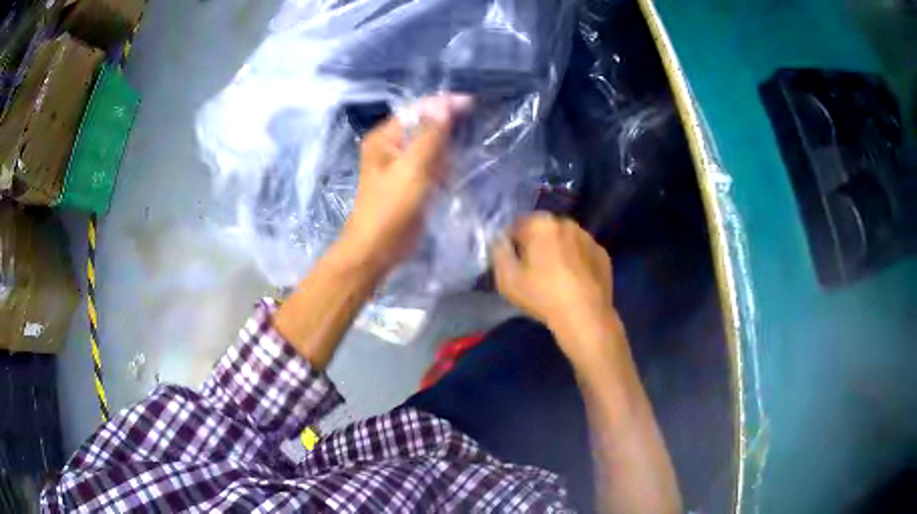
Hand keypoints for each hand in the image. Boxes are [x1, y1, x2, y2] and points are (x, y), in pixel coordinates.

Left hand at [339, 95, 471, 272]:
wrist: (377, 248)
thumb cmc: (390, 207)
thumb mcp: (412, 168)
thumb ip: (430, 135)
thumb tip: (445, 106)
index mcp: (385, 138)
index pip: (417, 110)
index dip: (444, 104)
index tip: (472, 103)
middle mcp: (390, 146)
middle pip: (423, 125)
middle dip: (447, 122)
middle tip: (476, 118)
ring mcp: (400, 165)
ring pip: (429, 145)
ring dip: (448, 143)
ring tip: (473, 137)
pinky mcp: (410, 182)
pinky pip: (430, 164)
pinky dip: (444, 163)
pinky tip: (459, 164)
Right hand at [494, 213, 619, 364]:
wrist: (585, 315)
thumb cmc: (543, 296)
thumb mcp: (507, 279)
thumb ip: (499, 253)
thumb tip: (501, 241)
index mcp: (541, 224)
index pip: (517, 225)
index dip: (512, 243)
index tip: (513, 262)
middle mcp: (566, 223)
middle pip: (543, 230)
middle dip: (536, 244)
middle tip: (533, 270)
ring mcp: (588, 238)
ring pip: (565, 240)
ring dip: (558, 250)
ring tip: (556, 277)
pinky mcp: (603, 254)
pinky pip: (583, 252)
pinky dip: (577, 261)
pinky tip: (574, 281)